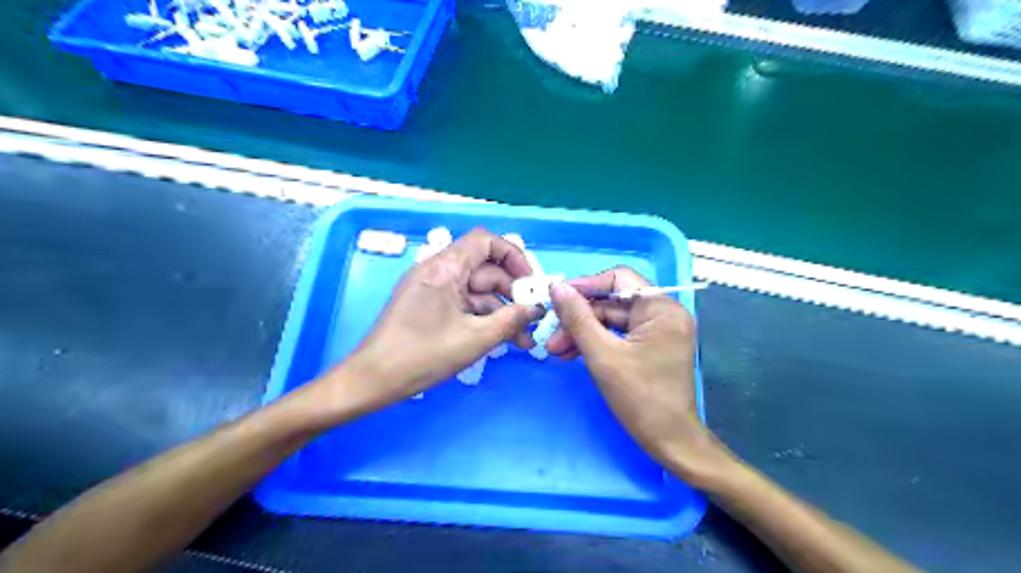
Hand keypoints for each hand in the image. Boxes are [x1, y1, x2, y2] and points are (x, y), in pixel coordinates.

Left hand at [319, 229, 541, 419]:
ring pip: (476, 291)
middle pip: (485, 269)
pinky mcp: (428, 305)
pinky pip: (463, 303)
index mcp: (444, 267)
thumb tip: (536, 310)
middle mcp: (437, 270)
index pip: (485, 241)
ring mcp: (432, 288)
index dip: (513, 256)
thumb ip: (511, 321)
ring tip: (522, 340)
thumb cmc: (423, 355)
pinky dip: (482, 317)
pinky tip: (500, 339)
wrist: (373, 379)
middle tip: (532, 319)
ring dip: (500, 311)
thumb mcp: (475, 339)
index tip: (529, 282)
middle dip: (512, 293)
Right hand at [547, 267, 728, 484]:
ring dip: (582, 333)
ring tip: (555, 350)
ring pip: (611, 321)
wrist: (669, 442)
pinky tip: (571, 354)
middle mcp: (664, 314)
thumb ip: (578, 318)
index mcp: (662, 308)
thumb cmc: (640, 398)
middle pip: (613, 302)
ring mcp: (658, 331)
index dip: (586, 286)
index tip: (558, 297)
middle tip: (551, 336)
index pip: (619, 279)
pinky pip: (618, 335)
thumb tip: (557, 287)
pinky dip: (595, 343)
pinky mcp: (651, 347)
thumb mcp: (602, 355)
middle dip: (579, 318)